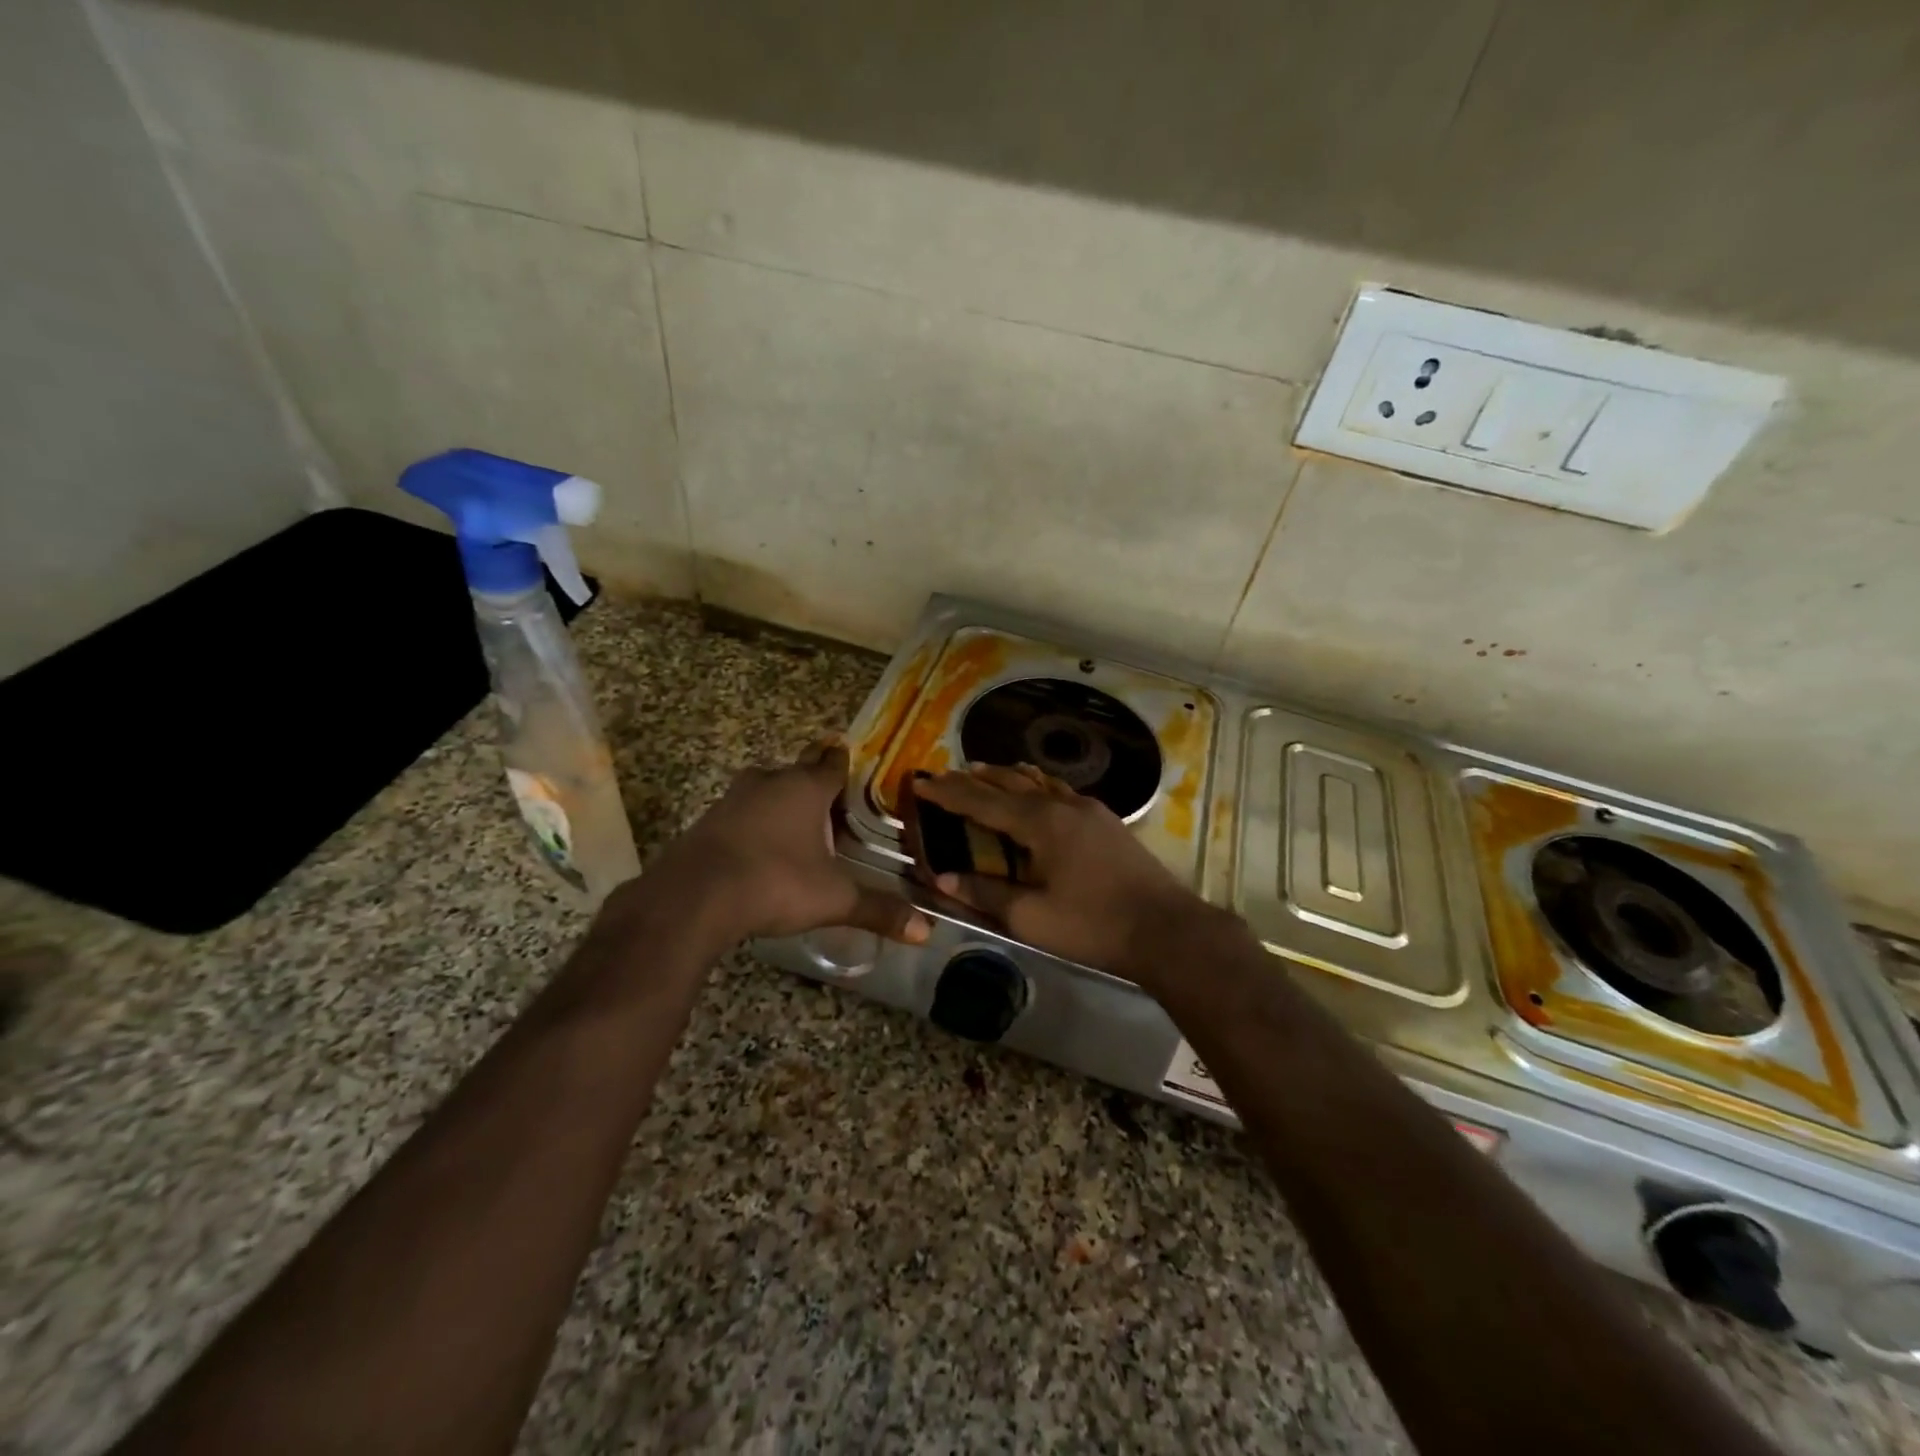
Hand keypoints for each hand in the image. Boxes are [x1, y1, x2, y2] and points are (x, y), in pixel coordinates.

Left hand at [629, 742, 931, 945]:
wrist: (693, 897)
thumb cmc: (775, 882)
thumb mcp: (834, 899)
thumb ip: (878, 910)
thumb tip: (926, 931)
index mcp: (805, 789)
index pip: (832, 764)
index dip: (844, 763)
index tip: (852, 762)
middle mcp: (769, 783)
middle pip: (797, 770)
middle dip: (812, 779)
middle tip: (830, 798)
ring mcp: (733, 799)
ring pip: (765, 788)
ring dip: (780, 800)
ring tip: (798, 824)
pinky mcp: (707, 821)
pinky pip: (740, 812)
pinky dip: (754, 822)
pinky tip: (760, 848)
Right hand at [910, 765, 1216, 983]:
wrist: (1166, 929)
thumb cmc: (1093, 925)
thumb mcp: (1031, 917)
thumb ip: (985, 894)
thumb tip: (943, 878)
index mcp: (1040, 823)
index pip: (982, 801)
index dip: (948, 792)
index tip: (921, 781)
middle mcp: (1063, 805)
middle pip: (1010, 783)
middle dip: (974, 779)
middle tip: (946, 776)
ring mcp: (1089, 810)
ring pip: (1038, 783)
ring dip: (1007, 778)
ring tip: (985, 773)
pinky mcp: (1107, 822)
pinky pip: (1059, 793)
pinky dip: (1036, 788)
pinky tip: (1038, 795)